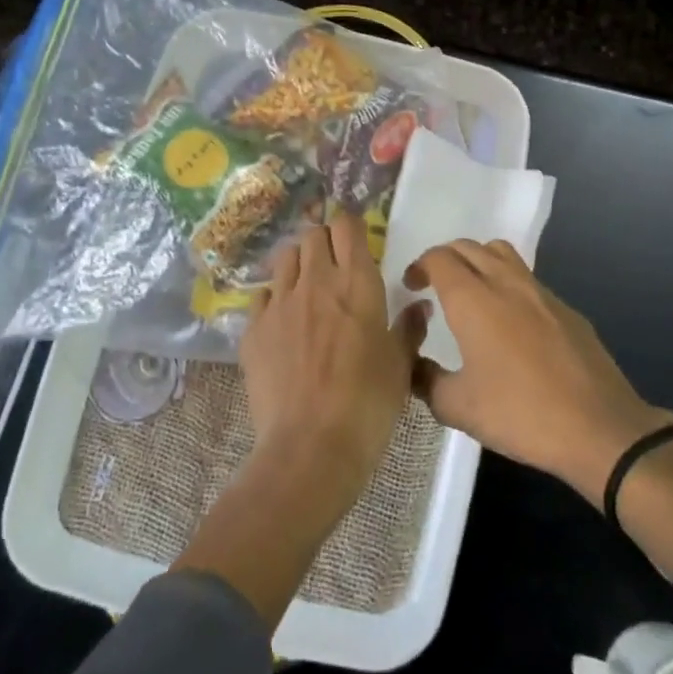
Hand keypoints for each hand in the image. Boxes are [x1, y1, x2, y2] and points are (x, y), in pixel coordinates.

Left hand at [239, 212, 424, 512]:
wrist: (310, 447)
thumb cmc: (368, 404)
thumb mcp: (401, 366)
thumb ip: (409, 328)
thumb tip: (419, 306)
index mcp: (357, 283)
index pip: (347, 226)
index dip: (351, 227)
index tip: (357, 242)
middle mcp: (316, 280)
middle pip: (313, 234)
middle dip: (324, 242)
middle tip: (335, 266)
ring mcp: (279, 302)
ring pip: (285, 257)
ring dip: (298, 264)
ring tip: (308, 289)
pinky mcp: (253, 328)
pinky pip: (262, 295)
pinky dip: (274, 298)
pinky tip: (283, 322)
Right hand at [406, 240, 672, 506]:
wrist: (599, 427)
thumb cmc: (520, 414)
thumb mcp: (458, 408)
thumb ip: (425, 380)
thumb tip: (413, 364)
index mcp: (473, 299)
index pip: (439, 258)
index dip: (420, 266)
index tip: (411, 288)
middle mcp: (506, 283)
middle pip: (469, 247)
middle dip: (445, 258)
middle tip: (433, 286)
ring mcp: (541, 292)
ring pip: (502, 254)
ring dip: (478, 261)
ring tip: (471, 293)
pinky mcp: (566, 308)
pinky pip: (528, 280)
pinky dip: (508, 284)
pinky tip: (510, 323)